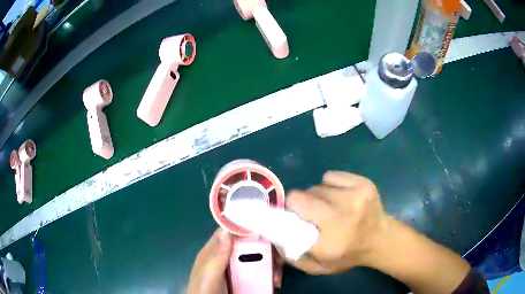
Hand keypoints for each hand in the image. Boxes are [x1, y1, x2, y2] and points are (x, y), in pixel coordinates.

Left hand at [187, 229, 283, 293]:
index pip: (228, 233)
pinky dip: (269, 275)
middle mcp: (226, 258)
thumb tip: (227, 232)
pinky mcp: (244, 279)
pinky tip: (274, 283)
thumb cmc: (204, 291)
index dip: (244, 228)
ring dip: (270, 264)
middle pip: (249, 245)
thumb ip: (217, 257)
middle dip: (266, 250)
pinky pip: (260, 272)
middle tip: (278, 261)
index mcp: (214, 252)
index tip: (264, 230)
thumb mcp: (208, 276)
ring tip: (276, 278)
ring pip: (257, 258)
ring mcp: (236, 269)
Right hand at [285, 171, 389, 273]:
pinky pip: (332, 176)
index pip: (296, 207)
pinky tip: (338, 196)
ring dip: (317, 196)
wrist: (381, 240)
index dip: (288, 210)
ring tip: (327, 207)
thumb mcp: (319, 266)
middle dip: (302, 203)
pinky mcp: (363, 183)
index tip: (291, 216)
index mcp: (331, 237)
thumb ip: (293, 257)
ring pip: (318, 186)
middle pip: (305, 194)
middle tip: (310, 214)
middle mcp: (344, 212)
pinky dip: (330, 185)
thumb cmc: (348, 255)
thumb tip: (274, 237)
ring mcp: (356, 194)